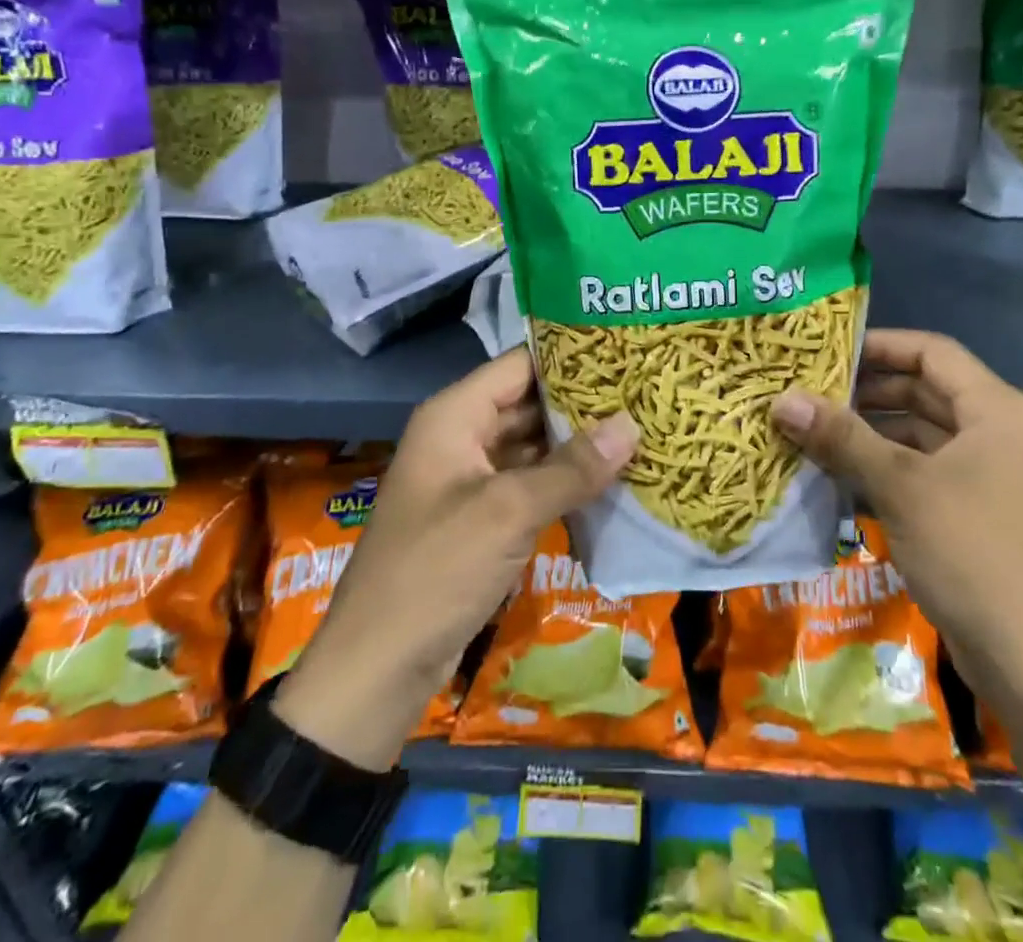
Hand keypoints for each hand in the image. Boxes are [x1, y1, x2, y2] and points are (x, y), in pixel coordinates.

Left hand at [275, 349, 636, 767]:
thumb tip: (632, 424)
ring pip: (533, 445)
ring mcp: (471, 478)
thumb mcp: (508, 513)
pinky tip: (612, 478)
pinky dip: (565, 480)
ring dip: (579, 443)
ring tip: (641, 428)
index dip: (571, 357)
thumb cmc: (435, 572)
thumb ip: (572, 468)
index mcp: (454, 416)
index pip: (520, 364)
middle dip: (583, 402)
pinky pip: (530, 483)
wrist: (377, 669)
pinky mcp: (482, 517)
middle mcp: (462, 436)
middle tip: (645, 393)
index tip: (626, 353)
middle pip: (529, 403)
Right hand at [771, 329, 1022, 705]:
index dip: (880, 345)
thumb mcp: (900, 487)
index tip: (827, 350)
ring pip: (920, 434)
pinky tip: (838, 473)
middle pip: (924, 391)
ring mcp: (988, 475)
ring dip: (870, 432)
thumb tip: (782, 400)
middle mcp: (996, 433)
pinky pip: (923, 471)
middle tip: (809, 390)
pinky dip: (884, 467)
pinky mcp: (974, 512)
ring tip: (812, 429)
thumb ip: (841, 438)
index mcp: (995, 410)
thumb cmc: (972, 553)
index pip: (932, 352)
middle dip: (867, 391)